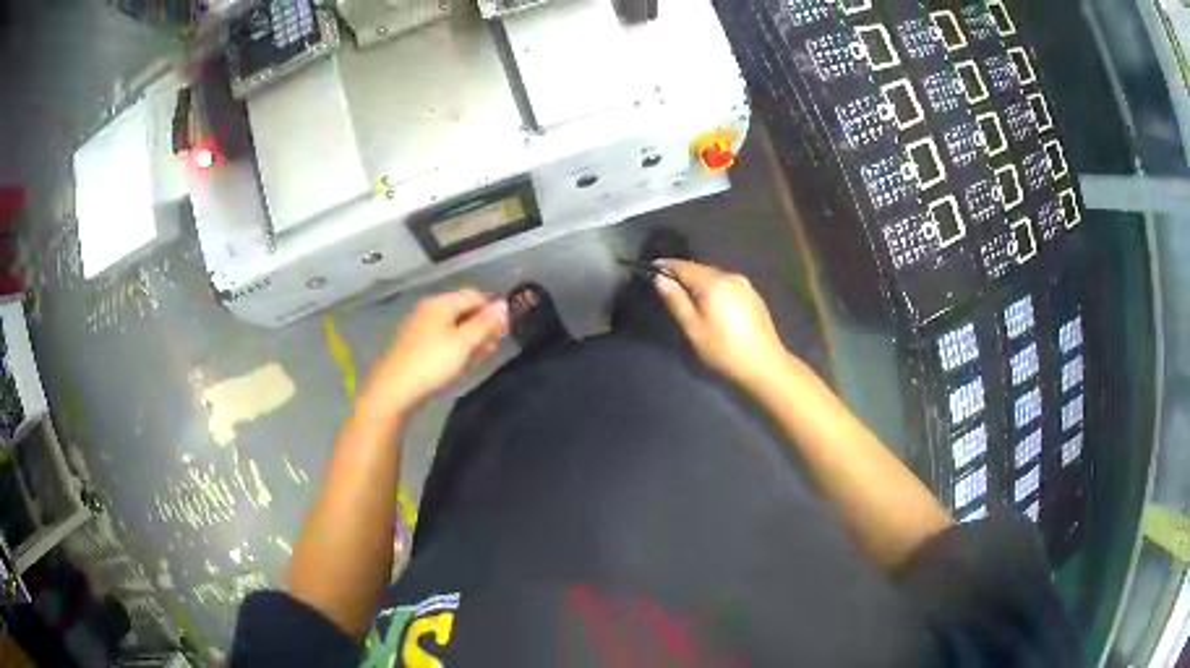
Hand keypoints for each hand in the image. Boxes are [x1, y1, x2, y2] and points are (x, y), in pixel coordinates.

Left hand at [361, 289, 507, 415]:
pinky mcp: (416, 346)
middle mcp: (429, 310)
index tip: (506, 329)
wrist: (394, 390)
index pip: (474, 295)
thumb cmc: (432, 363)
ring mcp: (421, 328)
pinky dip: (456, 346)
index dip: (492, 309)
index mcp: (440, 303)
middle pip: (463, 310)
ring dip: (471, 337)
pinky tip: (462, 362)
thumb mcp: (464, 343)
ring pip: (453, 326)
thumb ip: (485, 323)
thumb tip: (504, 305)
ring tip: (484, 355)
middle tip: (496, 344)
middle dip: (482, 324)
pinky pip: (443, 339)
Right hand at [653, 260, 788, 386]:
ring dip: (698, 283)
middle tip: (666, 285)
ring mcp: (745, 285)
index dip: (666, 266)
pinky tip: (710, 305)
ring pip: (714, 277)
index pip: (684, 266)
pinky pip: (726, 286)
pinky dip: (714, 290)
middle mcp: (730, 276)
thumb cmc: (724, 350)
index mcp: (714, 282)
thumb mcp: (693, 328)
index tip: (651, 267)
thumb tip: (660, 279)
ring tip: (685, 296)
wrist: (764, 365)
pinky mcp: (753, 296)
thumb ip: (676, 300)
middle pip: (700, 269)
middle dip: (682, 274)